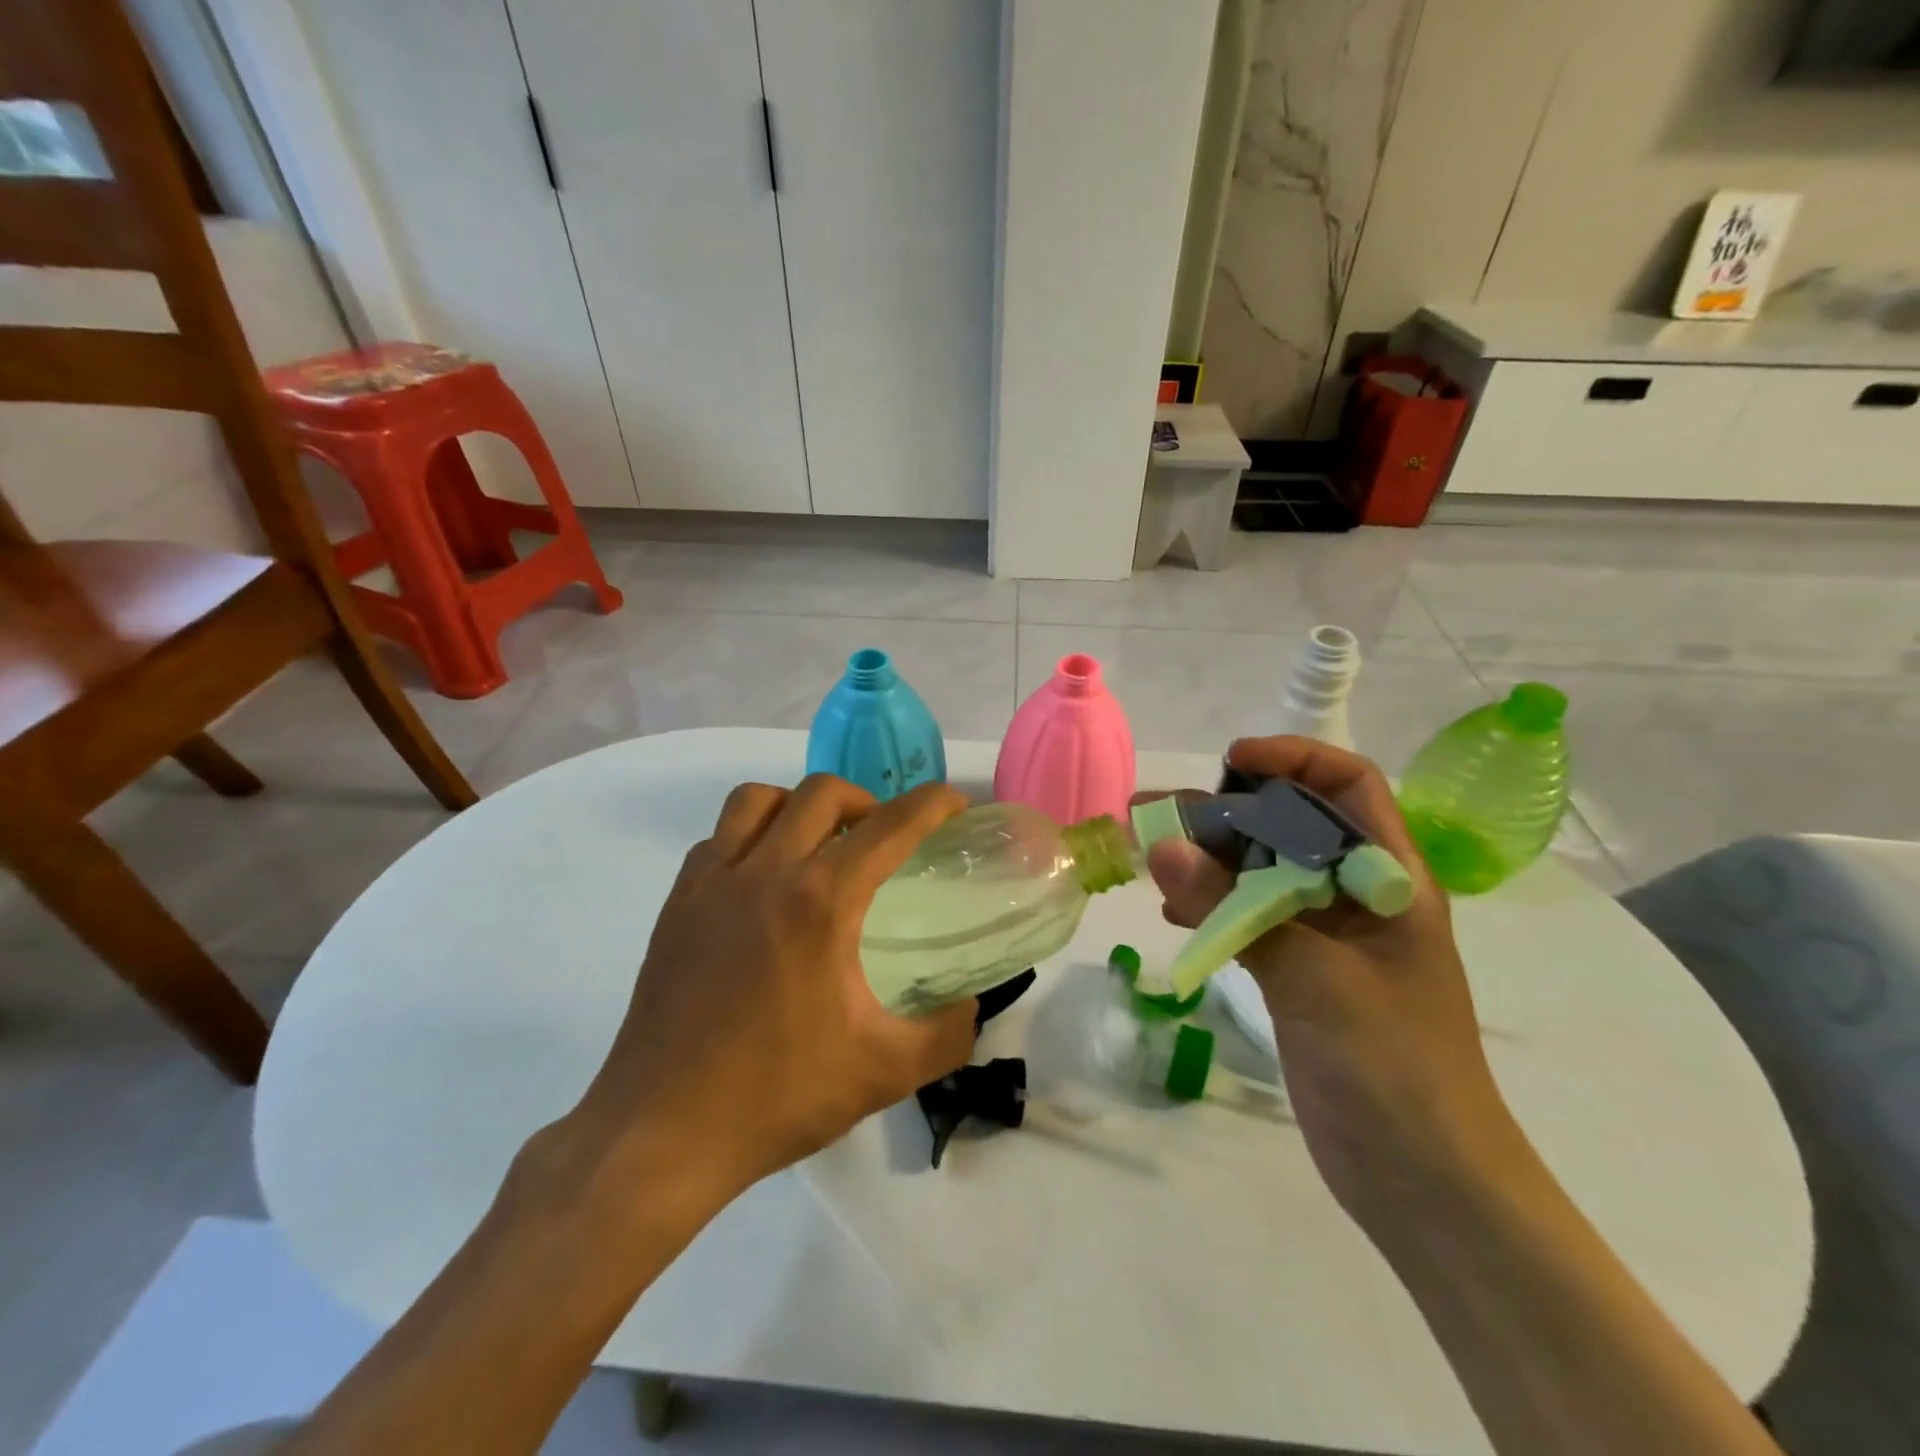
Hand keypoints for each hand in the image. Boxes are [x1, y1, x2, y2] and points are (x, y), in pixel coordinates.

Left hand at [563, 776, 977, 1207]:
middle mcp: (764, 872)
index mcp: (820, 902)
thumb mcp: (885, 1072)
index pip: (890, 827)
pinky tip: (763, 881)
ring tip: (819, 845)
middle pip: (823, 792)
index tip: (954, 803)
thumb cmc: (777, 1096)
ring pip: (759, 800)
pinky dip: (752, 836)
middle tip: (884, 839)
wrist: (662, 1132)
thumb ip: (947, 1034)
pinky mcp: (676, 903)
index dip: (932, 804)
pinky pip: (719, 837)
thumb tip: (970, 1005)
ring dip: (800, 806)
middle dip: (867, 801)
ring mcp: (711, 883)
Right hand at [1146, 738, 1518, 1223]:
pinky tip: (1173, 913)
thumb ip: (1237, 909)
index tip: (1229, 763)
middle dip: (1224, 811)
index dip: (1293, 759)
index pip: (1348, 786)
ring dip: (1207, 859)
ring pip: (1261, 871)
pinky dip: (1210, 905)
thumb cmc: (1393, 1068)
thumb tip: (1161, 846)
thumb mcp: (1314, 978)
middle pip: (1289, 824)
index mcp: (1389, 879)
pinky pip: (1248, 916)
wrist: (1424, 1184)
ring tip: (1147, 855)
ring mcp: (1326, 935)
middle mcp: (1357, 895)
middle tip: (1152, 812)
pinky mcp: (1299, 971)